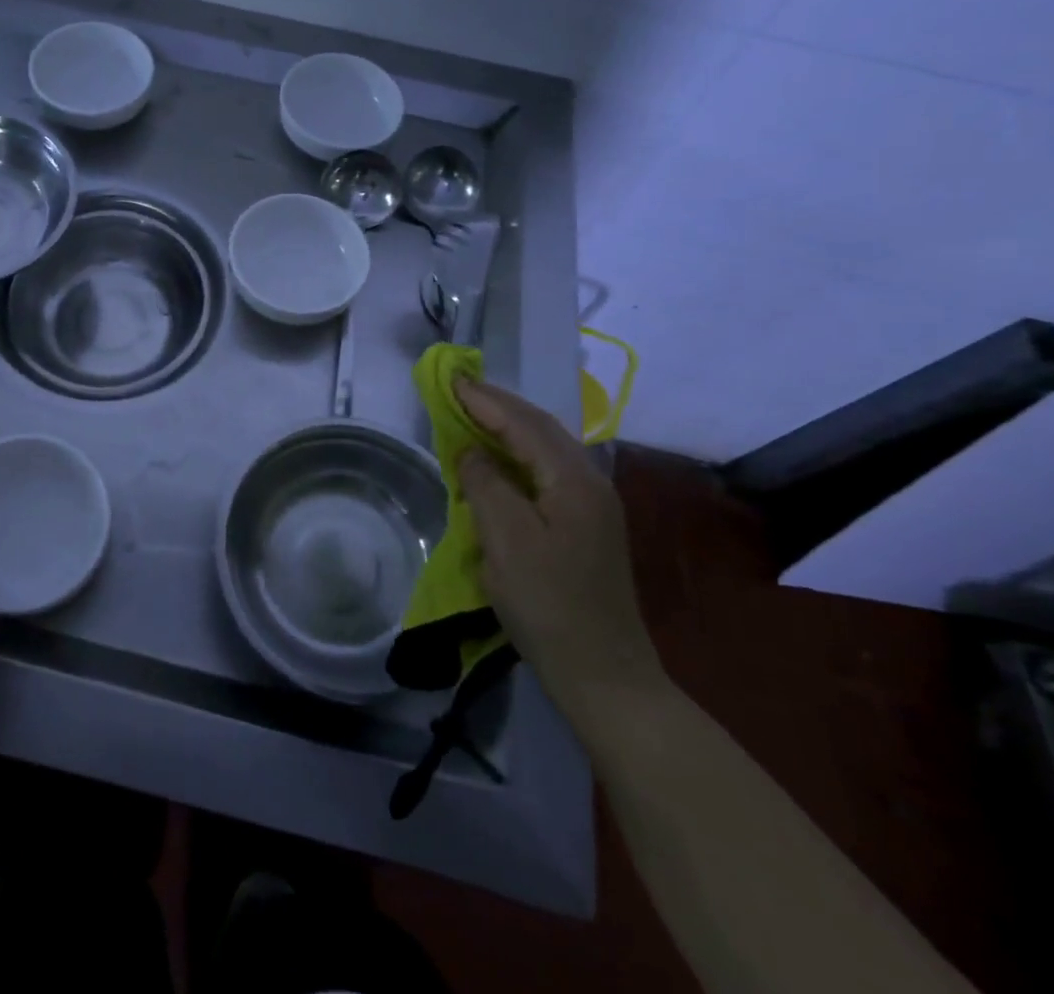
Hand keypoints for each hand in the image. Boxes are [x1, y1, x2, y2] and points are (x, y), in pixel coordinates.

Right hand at [453, 378, 663, 709]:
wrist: (603, 674)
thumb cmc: (549, 604)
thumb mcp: (506, 540)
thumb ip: (485, 484)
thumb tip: (470, 452)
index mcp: (573, 480)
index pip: (524, 424)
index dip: (485, 400)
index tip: (450, 379)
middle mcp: (590, 482)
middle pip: (540, 428)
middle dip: (498, 405)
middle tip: (458, 389)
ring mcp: (592, 505)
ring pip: (545, 447)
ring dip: (508, 426)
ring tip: (472, 414)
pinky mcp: (585, 525)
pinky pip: (546, 470)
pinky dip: (516, 454)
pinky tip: (497, 459)